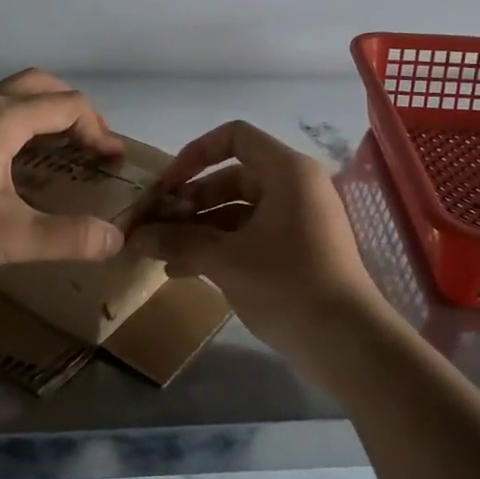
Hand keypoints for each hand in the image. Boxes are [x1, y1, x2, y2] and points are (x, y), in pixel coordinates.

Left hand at [0, 69, 127, 279]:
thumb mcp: (10, 236)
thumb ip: (67, 238)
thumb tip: (114, 241)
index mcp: (2, 120)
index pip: (67, 106)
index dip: (99, 130)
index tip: (113, 162)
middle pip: (39, 86)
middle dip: (74, 110)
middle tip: (90, 145)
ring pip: (11, 99)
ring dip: (44, 116)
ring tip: (59, 155)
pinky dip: (20, 129)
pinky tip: (13, 170)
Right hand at [127, 120, 387, 381]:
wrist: (346, 341)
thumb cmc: (287, 284)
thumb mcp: (226, 260)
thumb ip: (178, 242)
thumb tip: (133, 237)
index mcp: (286, 172)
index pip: (235, 137)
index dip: (195, 154)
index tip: (167, 186)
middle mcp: (294, 187)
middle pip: (232, 177)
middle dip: (191, 201)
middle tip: (157, 226)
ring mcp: (297, 220)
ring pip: (238, 211)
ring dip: (199, 228)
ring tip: (161, 253)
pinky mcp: (296, 250)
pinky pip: (250, 235)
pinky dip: (219, 247)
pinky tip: (183, 271)